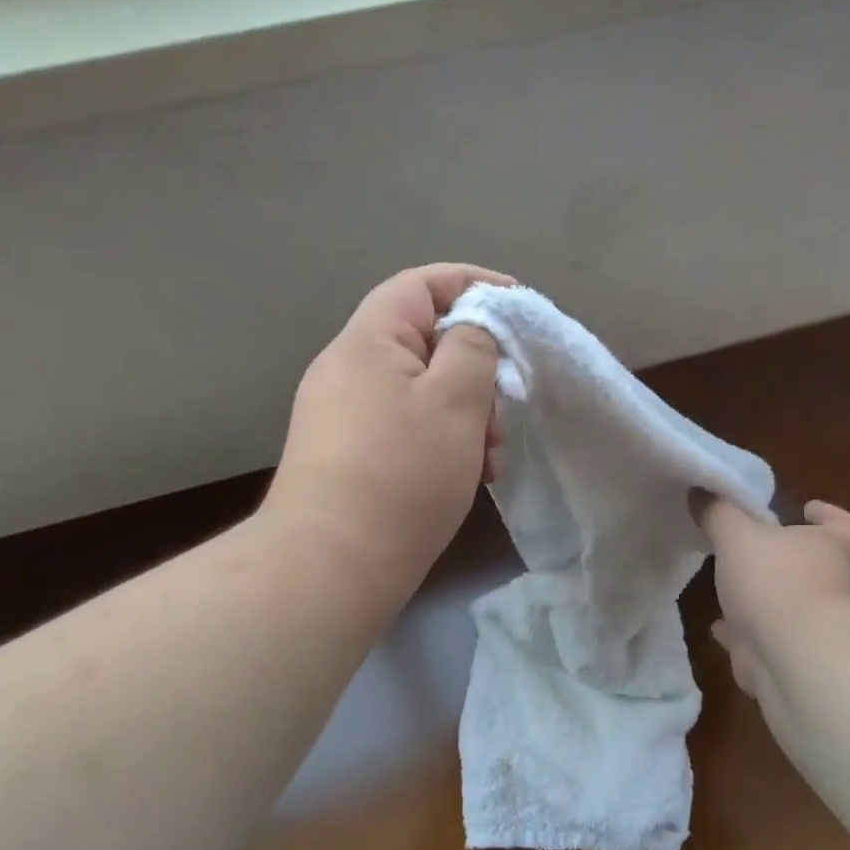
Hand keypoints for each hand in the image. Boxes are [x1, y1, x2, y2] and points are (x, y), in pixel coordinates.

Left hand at [267, 263, 512, 597]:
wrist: (331, 566)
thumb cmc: (402, 473)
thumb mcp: (455, 400)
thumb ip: (473, 347)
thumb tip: (471, 327)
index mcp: (367, 341)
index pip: (422, 284)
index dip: (474, 283)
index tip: (519, 307)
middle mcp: (346, 370)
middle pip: (423, 341)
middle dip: (475, 368)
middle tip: (503, 409)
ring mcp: (341, 416)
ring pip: (418, 392)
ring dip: (463, 414)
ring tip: (490, 456)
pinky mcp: (345, 456)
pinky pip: (403, 427)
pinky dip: (439, 441)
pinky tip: (466, 477)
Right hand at [694, 494, 849, 699]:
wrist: (792, 656)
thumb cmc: (774, 580)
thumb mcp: (736, 535)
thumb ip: (719, 512)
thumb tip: (701, 489)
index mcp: (827, 548)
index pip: (845, 527)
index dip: (830, 516)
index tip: (807, 509)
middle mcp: (829, 585)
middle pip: (814, 566)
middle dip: (785, 559)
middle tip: (751, 549)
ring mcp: (812, 626)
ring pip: (788, 606)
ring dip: (763, 599)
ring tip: (729, 588)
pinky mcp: (790, 658)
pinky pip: (764, 640)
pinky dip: (743, 634)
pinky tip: (719, 629)